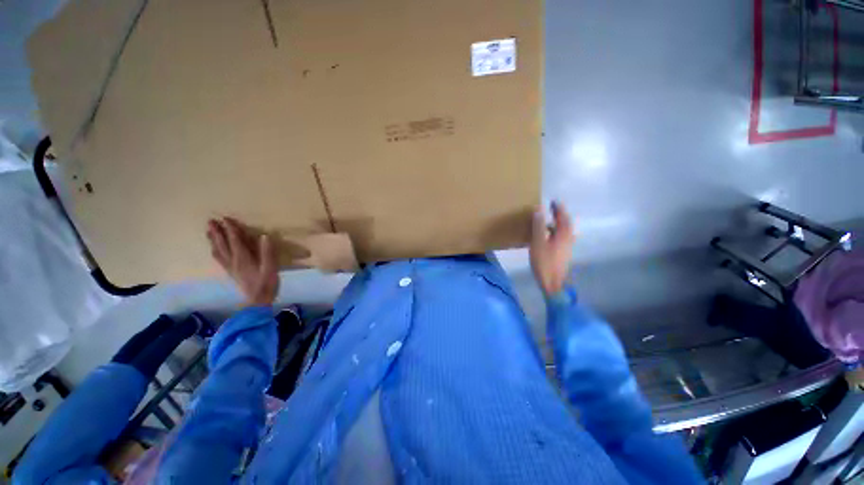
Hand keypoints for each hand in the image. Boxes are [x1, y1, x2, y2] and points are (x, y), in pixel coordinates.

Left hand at [207, 217, 278, 306]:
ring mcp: (231, 267)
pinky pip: (219, 259)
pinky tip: (214, 249)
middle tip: (210, 221)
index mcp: (243, 258)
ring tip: (208, 232)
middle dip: (217, 232)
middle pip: (223, 244)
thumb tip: (264, 236)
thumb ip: (267, 252)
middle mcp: (234, 261)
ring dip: (213, 240)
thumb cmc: (266, 283)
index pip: (235, 241)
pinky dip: (215, 251)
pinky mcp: (231, 272)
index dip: (231, 229)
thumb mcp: (270, 267)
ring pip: (218, 251)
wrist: (258, 300)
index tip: (226, 219)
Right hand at [530, 201, 575, 294]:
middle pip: (566, 224)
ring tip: (548, 221)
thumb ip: (538, 225)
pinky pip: (561, 238)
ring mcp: (567, 247)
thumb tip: (539, 209)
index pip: (563, 217)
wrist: (553, 283)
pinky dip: (555, 233)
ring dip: (558, 224)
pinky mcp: (563, 254)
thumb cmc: (544, 262)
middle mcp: (568, 239)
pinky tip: (548, 236)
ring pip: (564, 232)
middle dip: (560, 215)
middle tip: (552, 209)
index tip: (553, 201)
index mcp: (563, 234)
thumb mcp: (538, 242)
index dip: (558, 208)